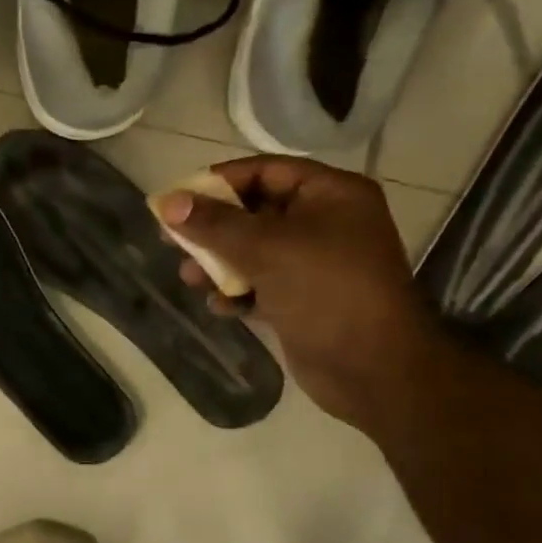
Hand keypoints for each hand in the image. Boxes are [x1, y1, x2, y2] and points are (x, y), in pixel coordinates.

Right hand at [159, 156, 445, 430]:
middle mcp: (325, 222)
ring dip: (218, 264)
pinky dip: (238, 291)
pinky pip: (261, 283)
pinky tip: (220, 306)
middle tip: (172, 241)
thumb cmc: (326, 292)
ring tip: (190, 279)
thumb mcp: (267, 249)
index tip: (177, 199)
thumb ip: (214, 224)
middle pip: (254, 212)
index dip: (218, 182)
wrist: (374, 371)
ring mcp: (315, 263)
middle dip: (213, 229)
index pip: (264, 171)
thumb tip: (167, 202)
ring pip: (253, 251)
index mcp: (330, 194)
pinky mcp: (303, 299)